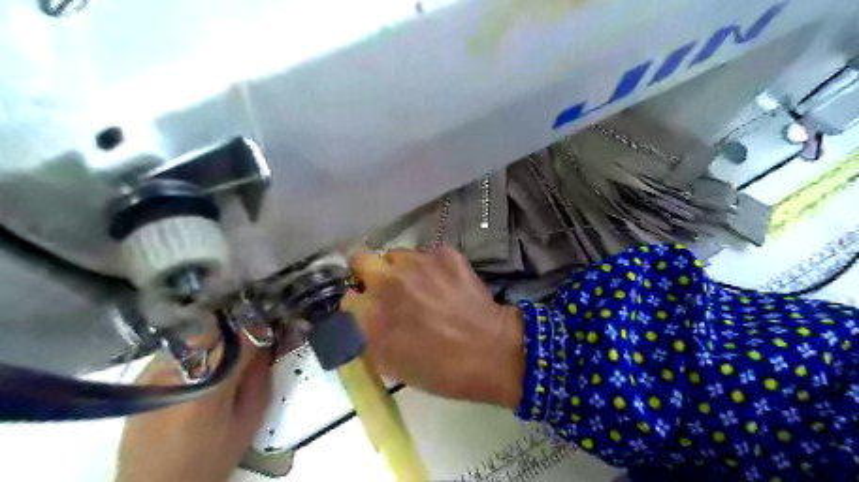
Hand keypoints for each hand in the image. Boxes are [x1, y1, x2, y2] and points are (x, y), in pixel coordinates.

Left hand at [116, 336, 269, 481]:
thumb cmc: (210, 458)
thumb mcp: (248, 420)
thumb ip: (259, 378)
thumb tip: (266, 346)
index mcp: (211, 383)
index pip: (241, 339)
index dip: (260, 331)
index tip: (271, 332)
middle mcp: (179, 370)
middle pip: (217, 333)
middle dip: (238, 335)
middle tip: (250, 347)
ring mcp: (156, 372)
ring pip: (196, 337)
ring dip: (216, 341)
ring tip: (225, 359)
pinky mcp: (141, 377)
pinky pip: (178, 350)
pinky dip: (195, 352)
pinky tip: (201, 369)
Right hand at [342, 247, 522, 407]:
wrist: (491, 352)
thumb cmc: (440, 369)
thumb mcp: (391, 364)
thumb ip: (366, 337)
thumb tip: (359, 317)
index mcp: (370, 312)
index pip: (346, 295)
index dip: (357, 301)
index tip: (367, 307)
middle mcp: (387, 280)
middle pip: (360, 259)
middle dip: (368, 272)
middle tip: (386, 288)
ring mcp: (417, 262)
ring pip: (397, 255)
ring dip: (402, 269)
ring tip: (422, 287)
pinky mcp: (444, 254)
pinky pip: (427, 254)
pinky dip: (432, 267)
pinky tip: (447, 284)